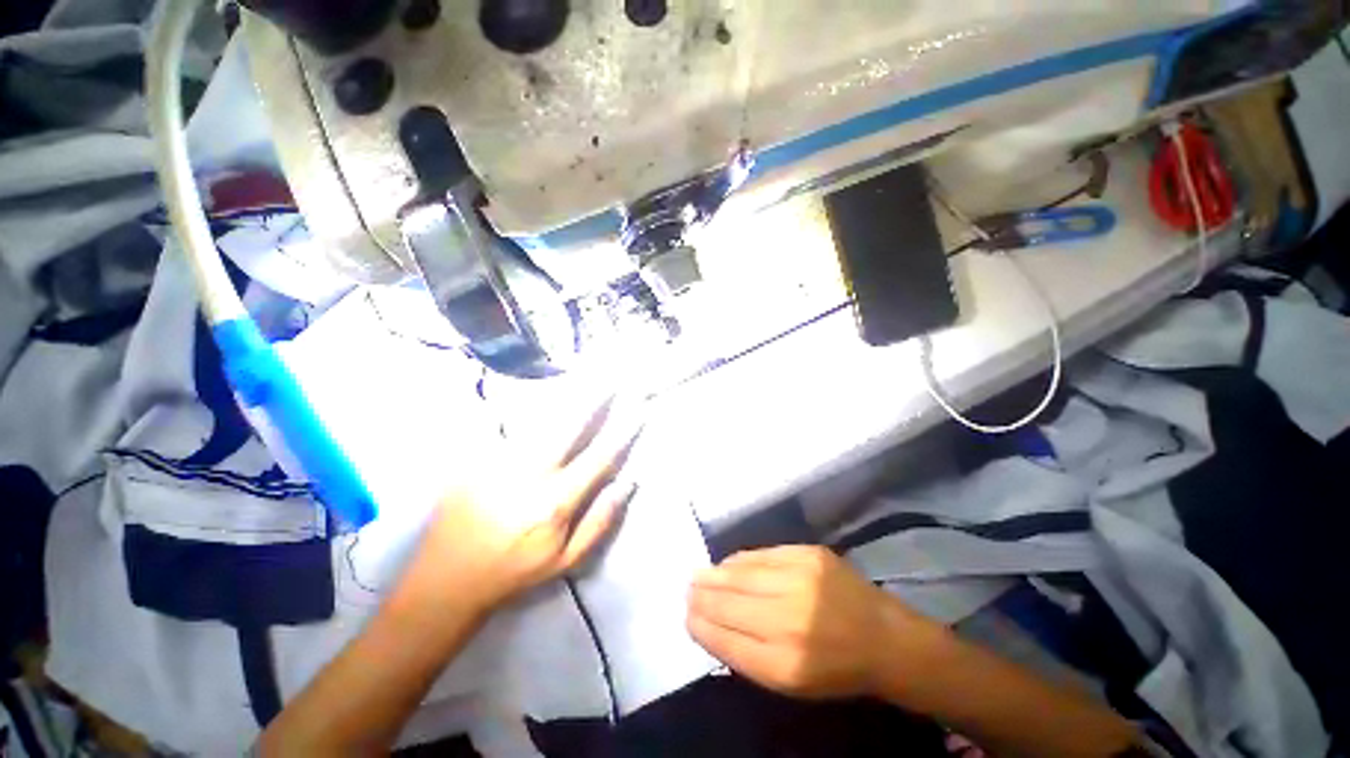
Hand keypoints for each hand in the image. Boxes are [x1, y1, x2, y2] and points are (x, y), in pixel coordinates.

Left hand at [402, 396, 643, 615]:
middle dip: (594, 398)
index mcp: (555, 503)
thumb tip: (627, 483)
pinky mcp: (474, 459)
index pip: (600, 457)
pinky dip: (530, 411)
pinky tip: (541, 401)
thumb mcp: (565, 561)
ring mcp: (498, 462)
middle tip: (611, 378)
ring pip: (539, 419)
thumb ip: (600, 522)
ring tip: (583, 380)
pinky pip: (509, 425)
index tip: (639, 410)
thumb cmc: (514, 571)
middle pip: (569, 425)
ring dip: (564, 397)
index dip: (623, 431)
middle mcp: (529, 475)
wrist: (446, 579)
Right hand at [687, 545, 938, 698]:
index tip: (686, 616)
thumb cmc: (836, 669)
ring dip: (715, 575)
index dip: (701, 625)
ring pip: (742, 574)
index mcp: (785, 664)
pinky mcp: (808, 554)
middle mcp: (789, 619)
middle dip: (702, 596)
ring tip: (698, 574)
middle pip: (730, 603)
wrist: (885, 637)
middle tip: (686, 589)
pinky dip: (739, 560)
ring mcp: (800, 580)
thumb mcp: (791, 682)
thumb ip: (748, 655)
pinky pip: (761, 554)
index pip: (726, 639)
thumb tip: (710, 624)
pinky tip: (727, 564)